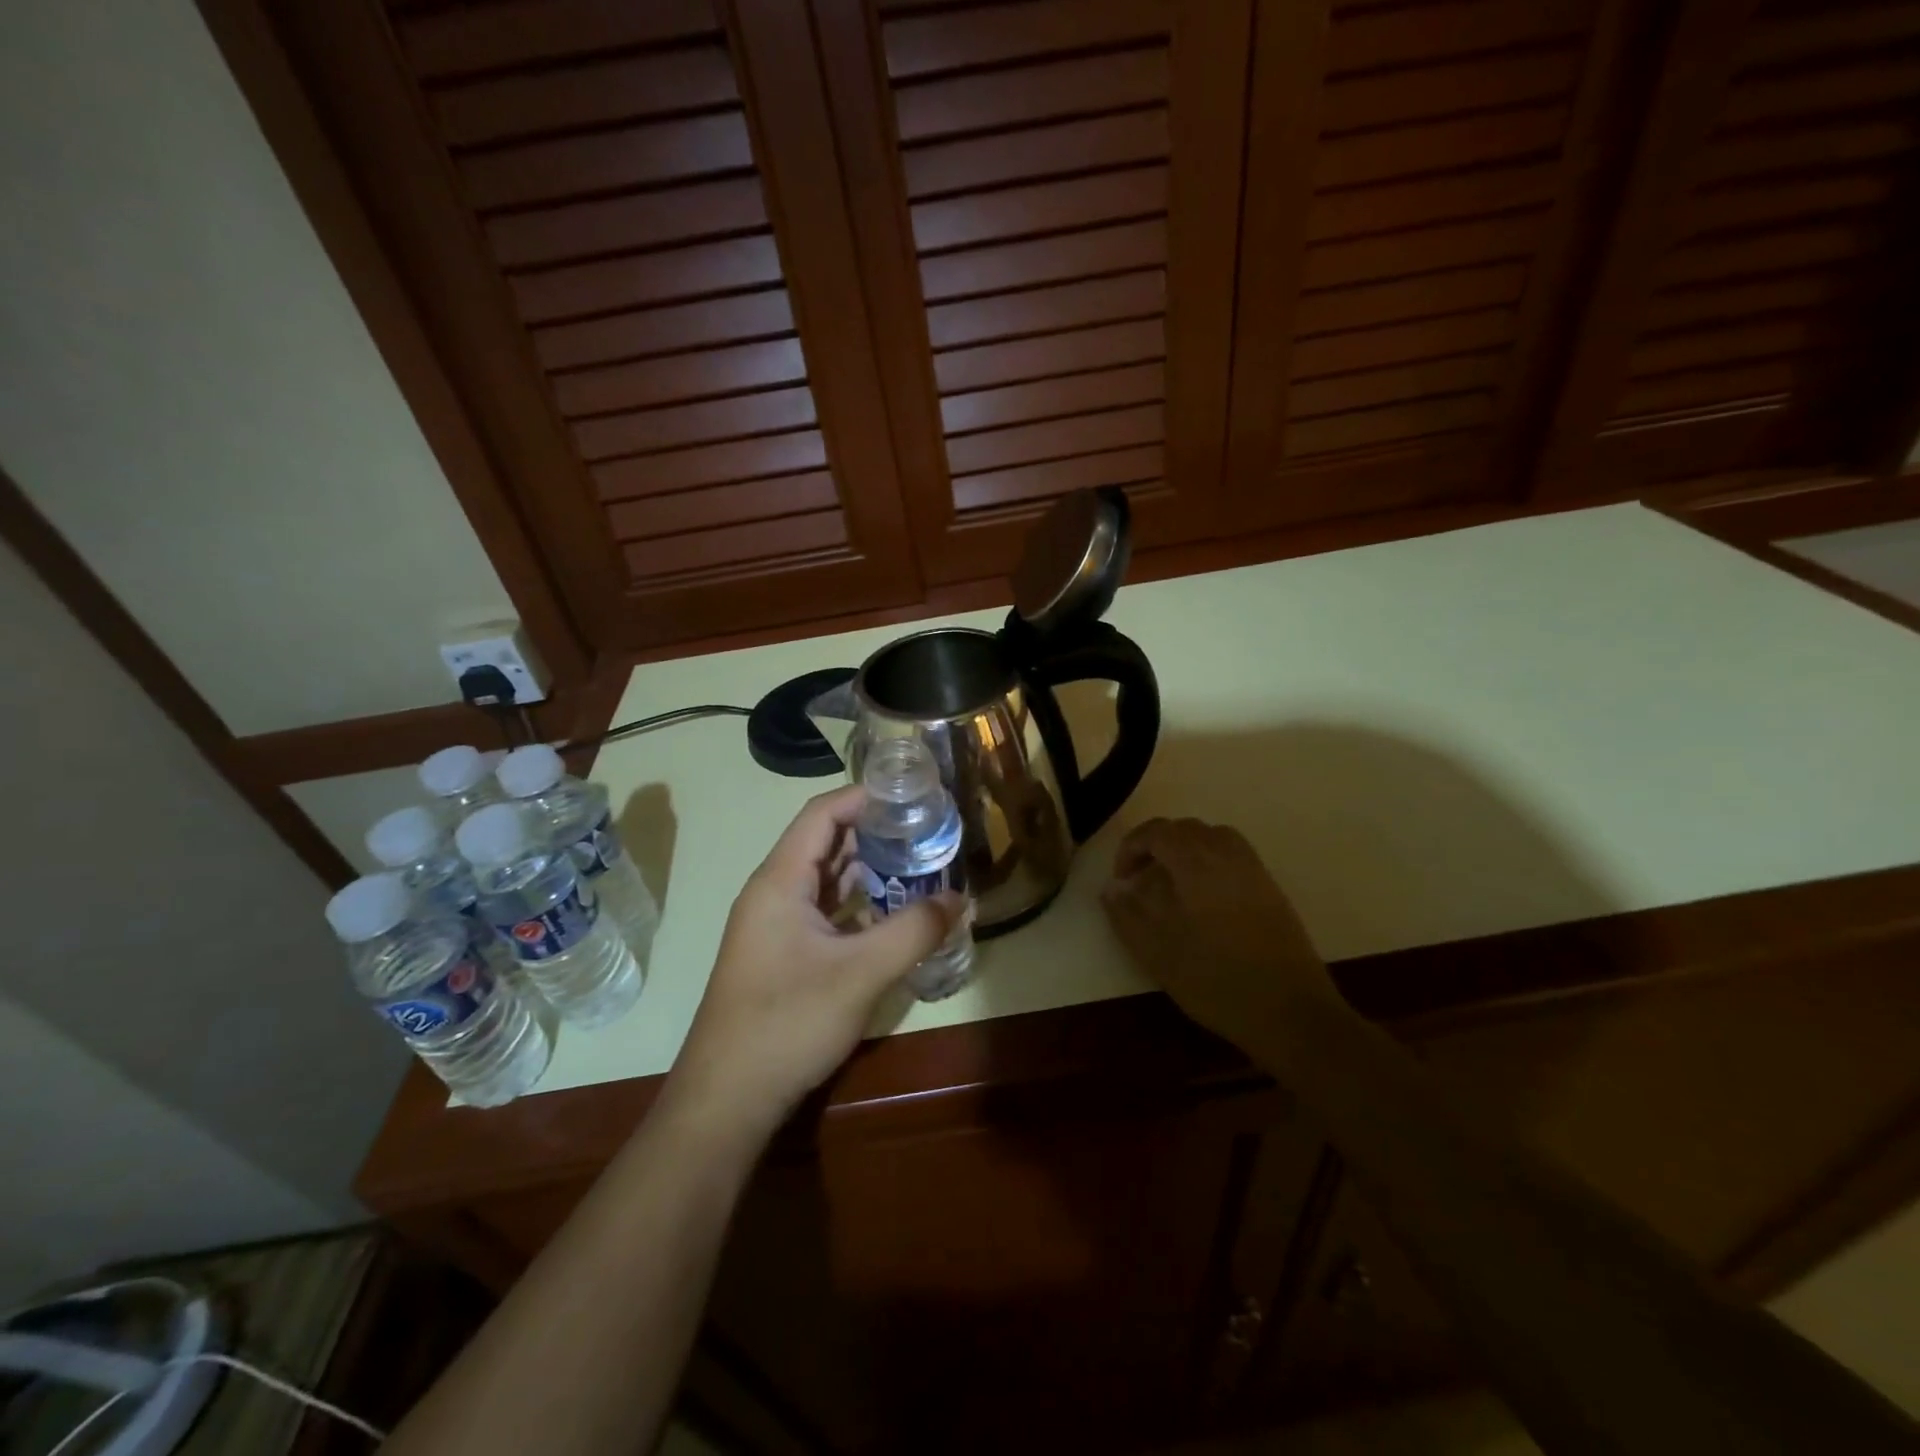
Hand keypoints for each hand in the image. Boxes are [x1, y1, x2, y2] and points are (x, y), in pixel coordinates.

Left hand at [670, 785, 959, 1134]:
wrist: (727, 1100)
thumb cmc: (787, 1023)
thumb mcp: (860, 973)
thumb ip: (913, 931)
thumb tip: (960, 898)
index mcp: (780, 881)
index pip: (822, 814)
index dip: (864, 797)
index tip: (912, 796)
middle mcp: (774, 893)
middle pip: (826, 843)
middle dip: (876, 833)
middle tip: (928, 831)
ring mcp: (776, 926)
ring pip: (827, 880)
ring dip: (870, 870)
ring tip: (921, 865)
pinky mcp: (783, 954)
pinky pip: (826, 911)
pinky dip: (859, 903)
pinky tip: (894, 913)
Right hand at [1100, 818, 1335, 1041]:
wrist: (1292, 1013)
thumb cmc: (1217, 981)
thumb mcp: (1159, 953)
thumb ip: (1128, 916)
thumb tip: (1112, 889)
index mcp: (1197, 864)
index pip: (1158, 832)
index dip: (1132, 847)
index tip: (1121, 879)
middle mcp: (1228, 856)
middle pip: (1186, 829)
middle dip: (1156, 846)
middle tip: (1140, 881)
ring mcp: (1254, 871)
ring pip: (1213, 838)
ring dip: (1184, 850)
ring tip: (1170, 884)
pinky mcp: (1271, 890)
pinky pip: (1233, 856)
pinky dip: (1209, 861)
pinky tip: (1202, 900)